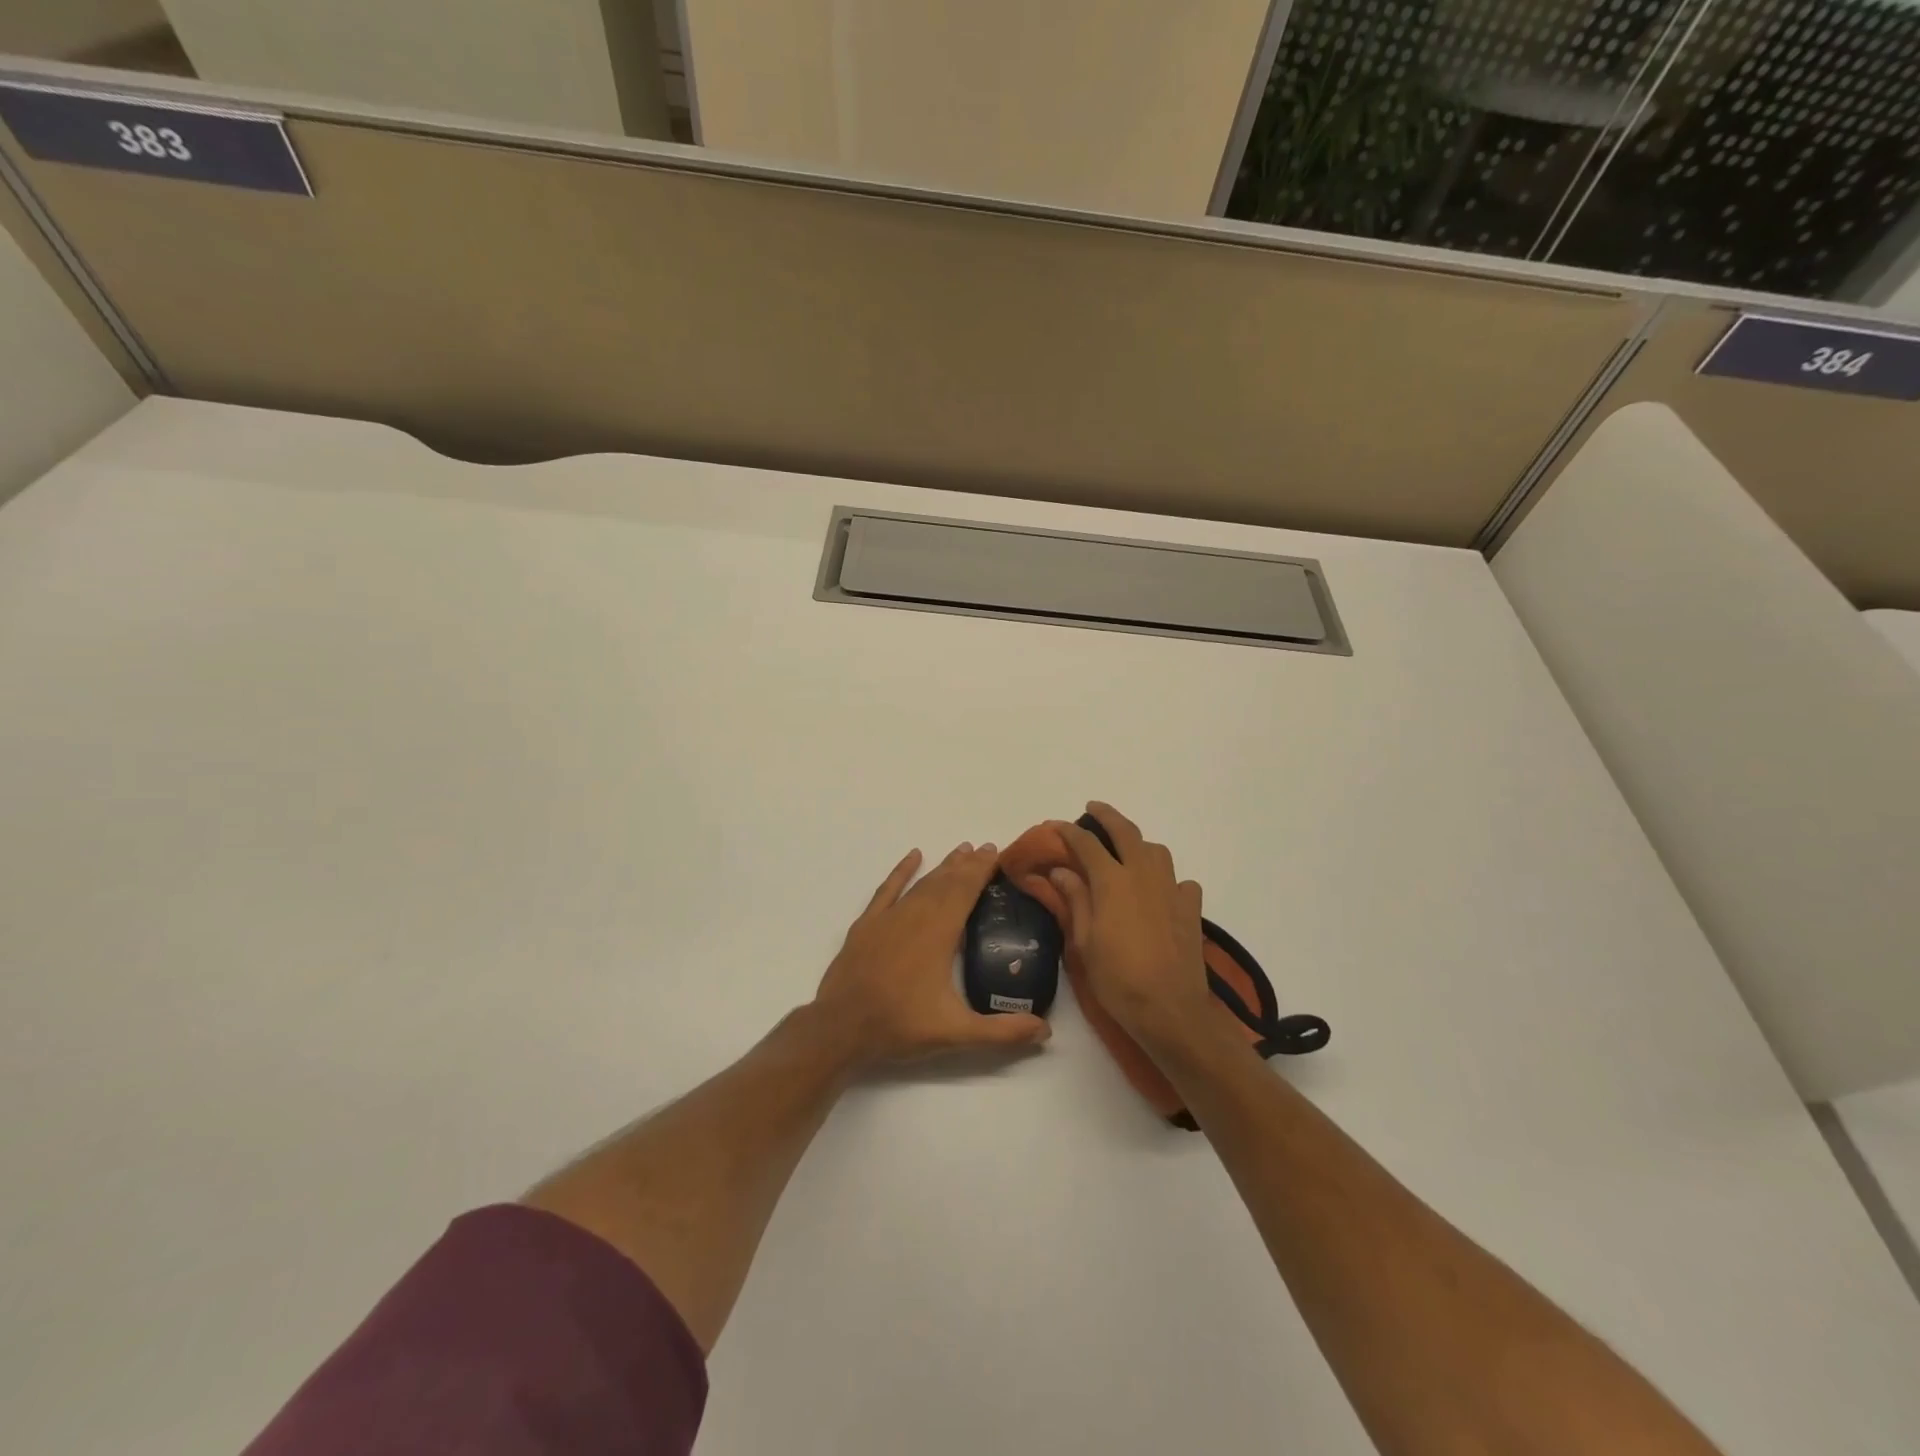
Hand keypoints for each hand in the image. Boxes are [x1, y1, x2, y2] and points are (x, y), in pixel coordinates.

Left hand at [813, 842, 1051, 1066]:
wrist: (840, 1029)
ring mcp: (888, 918)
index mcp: (939, 933)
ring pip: (921, 883)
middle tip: (986, 847)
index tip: (996, 852)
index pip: (966, 891)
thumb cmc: (900, 1026)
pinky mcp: (867, 925)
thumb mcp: (956, 1033)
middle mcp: (915, 916)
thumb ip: (1002, 1032)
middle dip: (968, 864)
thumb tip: (1046, 1031)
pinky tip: (913, 856)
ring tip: (961, 851)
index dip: (982, 870)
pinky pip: (887, 889)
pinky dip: (901, 871)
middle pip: (946, 882)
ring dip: (943, 866)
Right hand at [1034, 803, 1215, 1048]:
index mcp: (1113, 881)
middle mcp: (1144, 875)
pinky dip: (1168, 880)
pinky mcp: (1192, 908)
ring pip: (1157, 852)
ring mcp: (1172, 889)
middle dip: (1107, 816)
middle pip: (1126, 832)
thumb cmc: (1118, 978)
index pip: (1086, 844)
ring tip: (1127, 853)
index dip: (1068, 831)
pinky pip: (1180, 881)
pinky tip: (1160, 893)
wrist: (1170, 1009)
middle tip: (1093, 808)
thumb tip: (1062, 870)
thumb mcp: (1085, 941)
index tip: (1054, 825)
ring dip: (1139, 845)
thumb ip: (1076, 900)